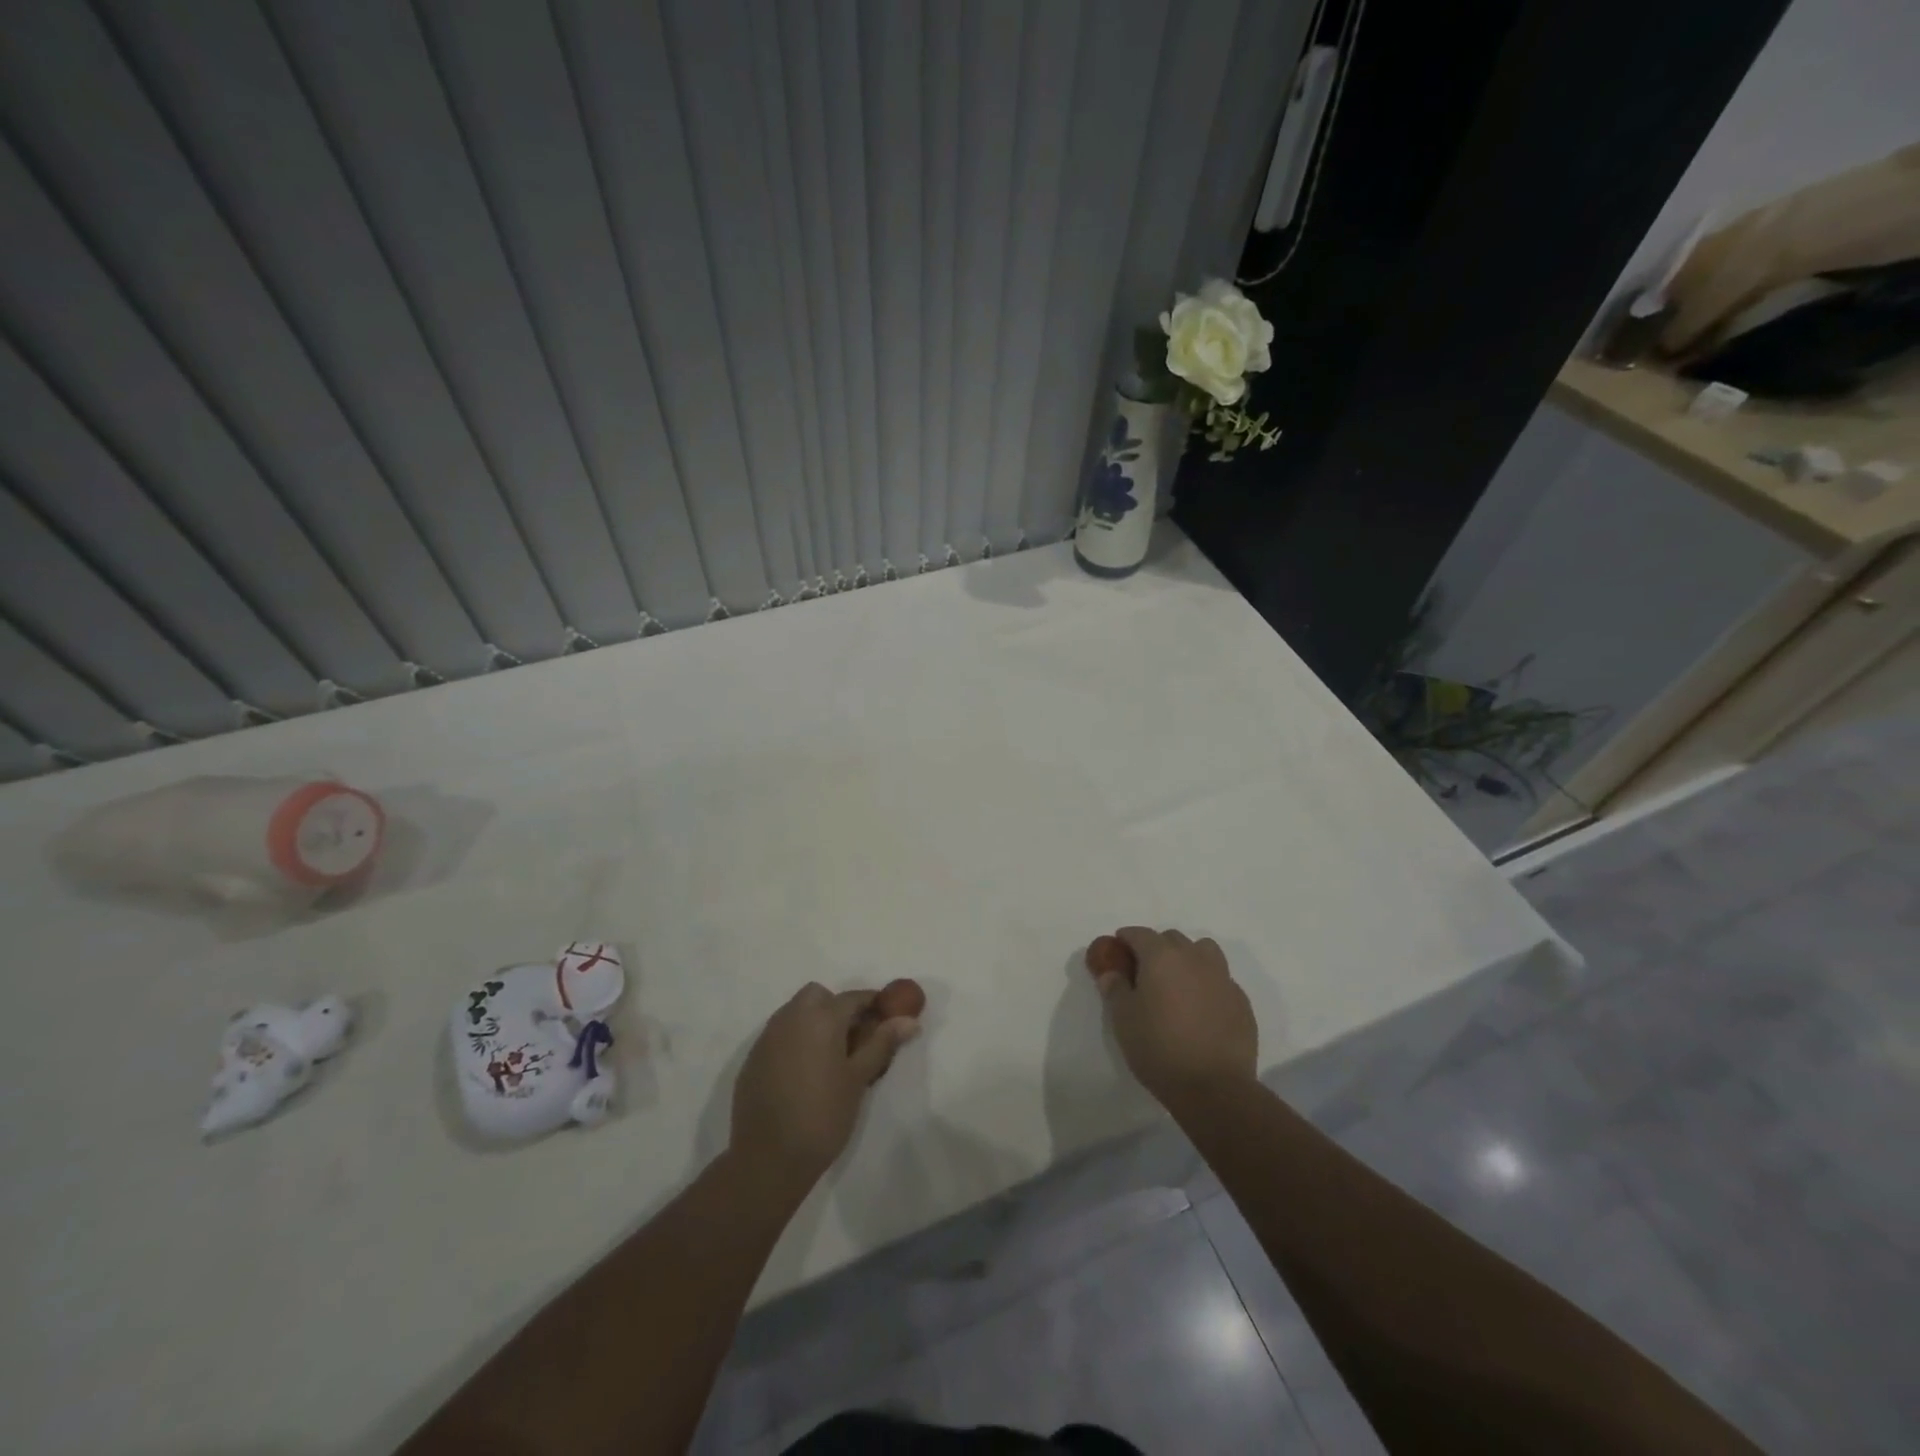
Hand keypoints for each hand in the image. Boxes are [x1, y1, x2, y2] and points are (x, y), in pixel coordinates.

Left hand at [730, 984, 920, 1192]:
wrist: (768, 1159)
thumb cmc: (822, 1116)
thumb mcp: (858, 1079)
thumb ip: (882, 1043)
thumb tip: (909, 1020)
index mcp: (821, 1017)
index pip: (853, 997)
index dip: (873, 1005)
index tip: (887, 1019)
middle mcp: (791, 1017)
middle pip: (818, 996)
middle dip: (838, 1008)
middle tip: (854, 1040)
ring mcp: (768, 1037)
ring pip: (796, 1012)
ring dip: (815, 1022)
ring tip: (830, 1059)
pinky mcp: (753, 1058)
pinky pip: (780, 1035)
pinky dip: (796, 1041)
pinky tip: (804, 1073)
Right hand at [1093, 927, 1257, 1108]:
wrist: (1214, 1088)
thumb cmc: (1159, 1048)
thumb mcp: (1123, 1020)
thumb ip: (1115, 989)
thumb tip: (1111, 973)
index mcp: (1162, 957)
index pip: (1139, 933)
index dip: (1126, 938)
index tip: (1118, 950)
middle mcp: (1194, 958)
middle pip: (1172, 938)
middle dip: (1156, 947)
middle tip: (1145, 972)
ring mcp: (1222, 978)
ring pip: (1203, 952)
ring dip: (1188, 958)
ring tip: (1178, 983)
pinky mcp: (1241, 1001)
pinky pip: (1221, 980)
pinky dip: (1207, 984)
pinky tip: (1201, 1009)